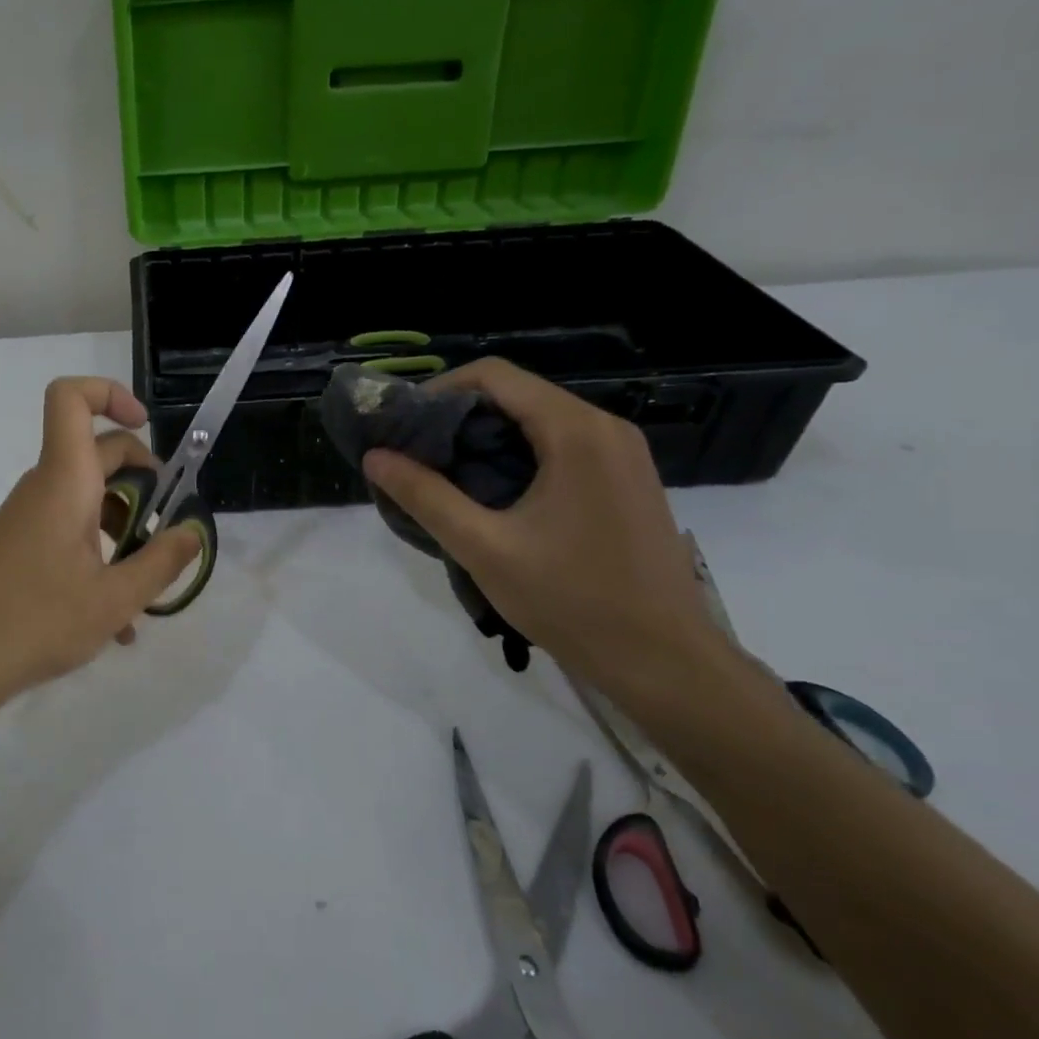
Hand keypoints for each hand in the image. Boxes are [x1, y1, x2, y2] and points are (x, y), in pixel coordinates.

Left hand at [0, 377, 201, 724]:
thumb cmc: (37, 622)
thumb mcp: (115, 599)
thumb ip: (162, 561)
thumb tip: (193, 531)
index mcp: (64, 482)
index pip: (71, 399)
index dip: (109, 394)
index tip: (146, 426)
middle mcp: (43, 488)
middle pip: (95, 453)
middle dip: (141, 480)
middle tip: (165, 526)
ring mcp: (27, 518)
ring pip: (85, 498)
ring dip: (122, 528)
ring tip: (145, 587)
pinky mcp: (18, 546)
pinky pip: (66, 530)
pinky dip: (96, 554)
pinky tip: (115, 617)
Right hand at [361, 358, 740, 706]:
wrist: (664, 661)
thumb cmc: (572, 600)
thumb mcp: (484, 548)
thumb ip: (425, 496)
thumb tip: (374, 456)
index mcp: (576, 432)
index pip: (494, 376)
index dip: (439, 391)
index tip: (403, 426)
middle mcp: (605, 428)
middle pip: (517, 394)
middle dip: (458, 417)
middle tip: (415, 453)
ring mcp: (623, 453)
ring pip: (538, 420)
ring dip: (486, 438)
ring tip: (444, 475)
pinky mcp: (625, 479)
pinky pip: (561, 445)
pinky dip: (518, 455)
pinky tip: (492, 494)